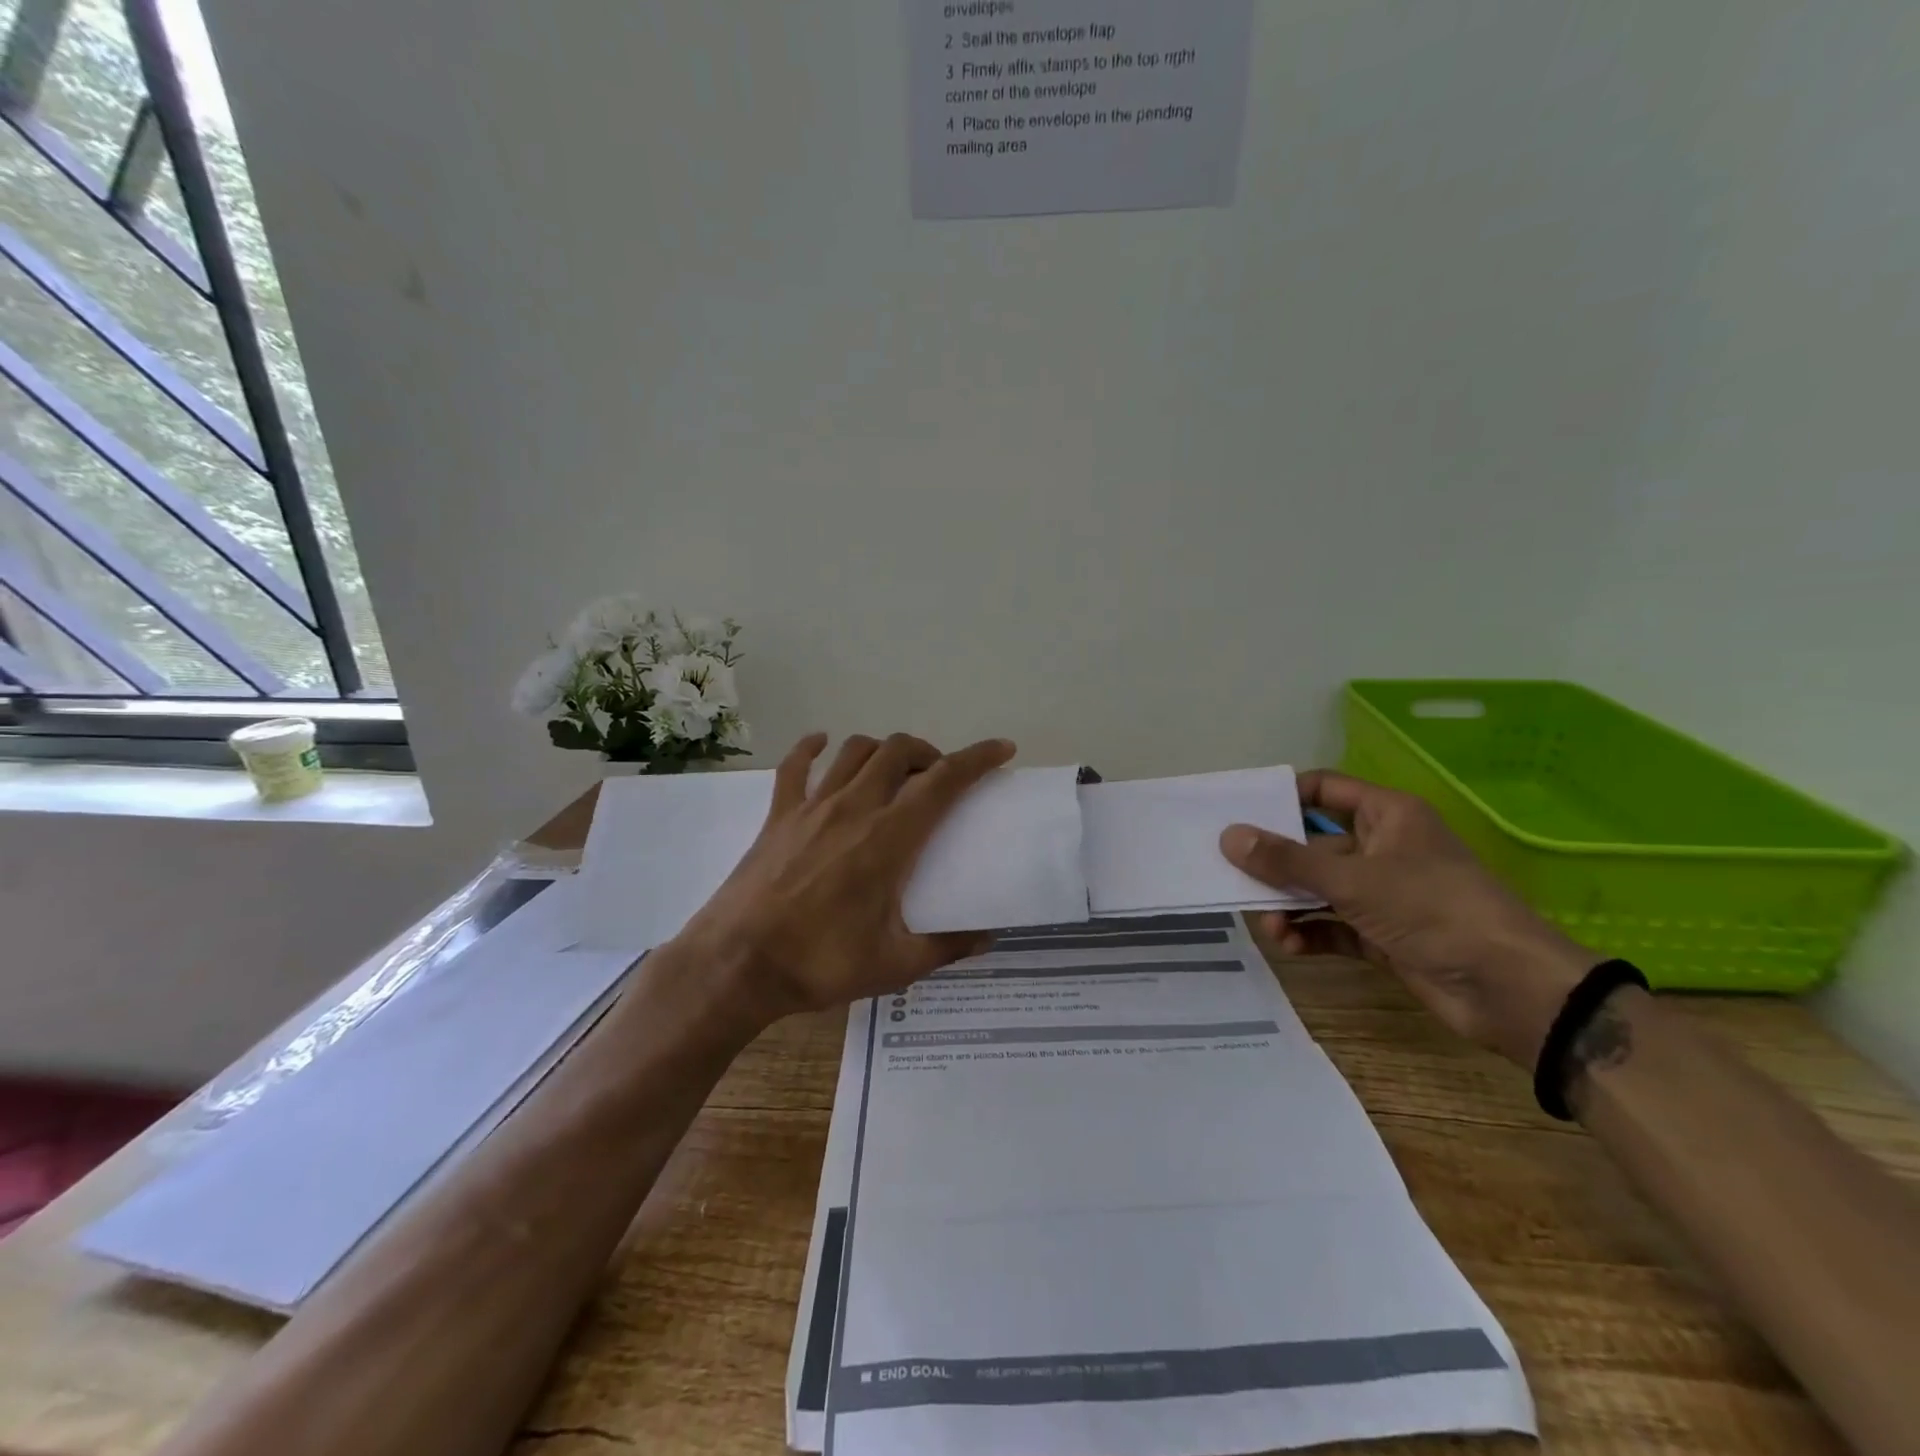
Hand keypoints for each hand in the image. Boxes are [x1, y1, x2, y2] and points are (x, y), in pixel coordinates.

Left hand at [668, 732, 1015, 1033]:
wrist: (736, 965)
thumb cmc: (820, 964)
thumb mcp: (895, 965)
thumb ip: (947, 947)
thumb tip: (988, 938)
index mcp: (890, 838)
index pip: (944, 780)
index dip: (977, 758)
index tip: (1001, 749)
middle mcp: (854, 808)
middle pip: (899, 751)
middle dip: (929, 752)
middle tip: (939, 778)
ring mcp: (811, 807)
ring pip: (854, 750)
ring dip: (883, 750)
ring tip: (894, 770)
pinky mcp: (778, 815)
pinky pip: (795, 765)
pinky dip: (811, 748)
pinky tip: (821, 744)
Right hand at [1219, 771, 1598, 1067]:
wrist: (1511, 991)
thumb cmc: (1434, 910)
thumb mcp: (1354, 880)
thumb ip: (1287, 861)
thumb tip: (1229, 836)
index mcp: (1386, 816)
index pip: (1323, 790)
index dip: (1281, 797)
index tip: (1237, 813)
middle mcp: (1381, 848)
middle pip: (1312, 844)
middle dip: (1275, 864)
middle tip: (1232, 876)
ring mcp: (1382, 893)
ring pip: (1318, 888)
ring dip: (1288, 905)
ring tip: (1268, 925)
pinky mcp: (1381, 933)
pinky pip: (1331, 924)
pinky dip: (1309, 932)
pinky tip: (1290, 945)